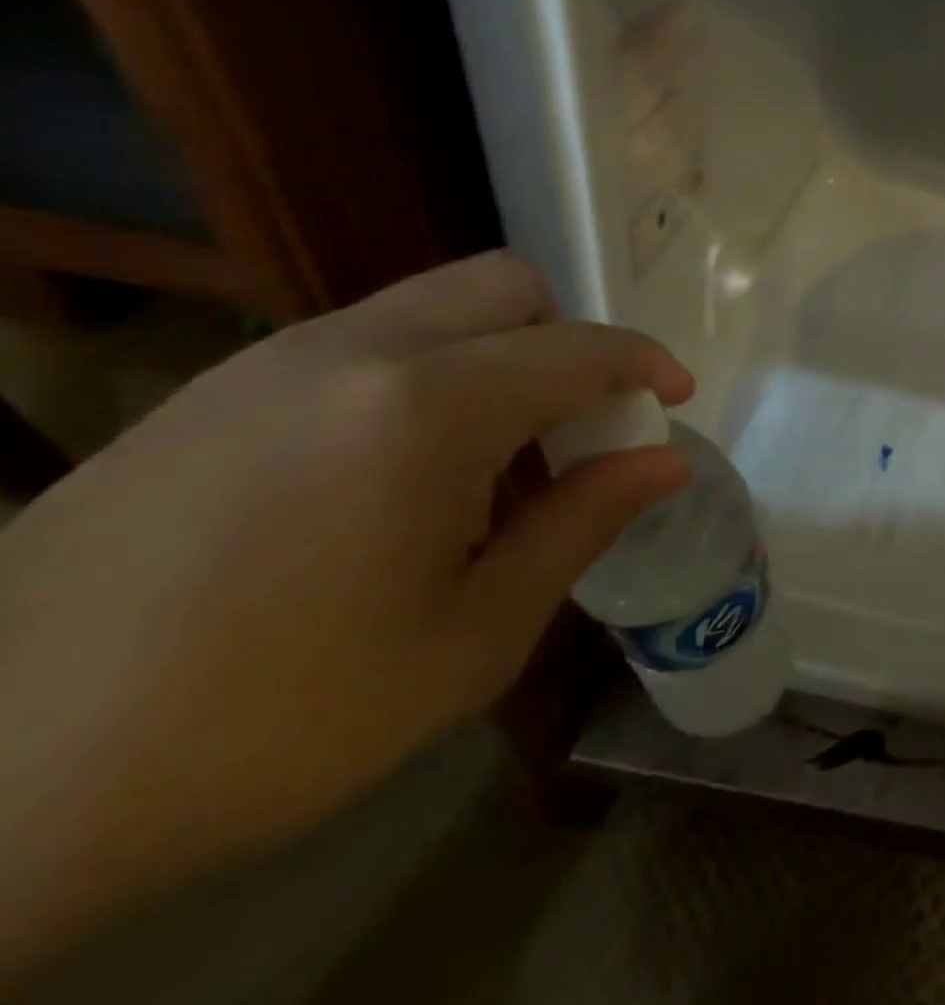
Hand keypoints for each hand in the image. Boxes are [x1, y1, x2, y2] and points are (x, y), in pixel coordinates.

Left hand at [0, 253, 690, 970]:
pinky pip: (362, 345)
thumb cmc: (278, 719)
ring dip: (496, 359)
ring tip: (488, 468)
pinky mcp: (209, 393)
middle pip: (506, 285)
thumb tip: (666, 463)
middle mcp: (353, 351)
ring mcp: (269, 362)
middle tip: (575, 430)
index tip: (675, 399)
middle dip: (567, 340)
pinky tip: (393, 480)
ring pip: (432, 309)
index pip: (578, 347)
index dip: (645, 363)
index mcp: (427, 407)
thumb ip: (583, 524)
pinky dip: (423, 377)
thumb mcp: (473, 635)